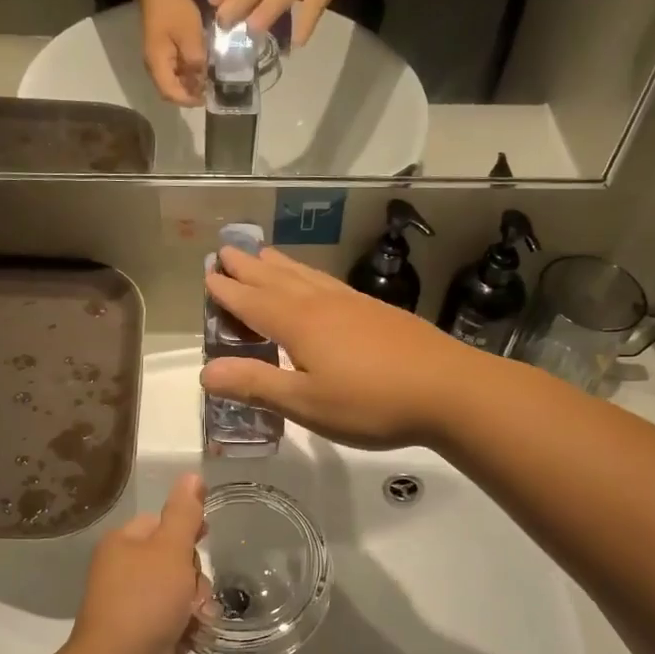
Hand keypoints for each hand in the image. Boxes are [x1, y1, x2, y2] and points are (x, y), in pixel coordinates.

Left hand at [71, 474, 207, 653]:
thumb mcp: (170, 548)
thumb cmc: (146, 598)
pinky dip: (191, 626)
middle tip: (192, 589)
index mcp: (123, 545)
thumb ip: (185, 512)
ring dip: (197, 602)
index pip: (161, 523)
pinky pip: (181, 620)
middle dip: (194, 574)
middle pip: (176, 559)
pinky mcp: (149, 637)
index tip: (206, 536)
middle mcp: (125, 573)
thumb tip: (192, 475)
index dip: (186, 528)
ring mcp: (136, 607)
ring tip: (196, 616)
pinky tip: (196, 634)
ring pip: (183, 591)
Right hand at [139, 0, 207, 105]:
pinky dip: (186, 76)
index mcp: (157, 64)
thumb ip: (195, 60)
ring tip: (208, 83)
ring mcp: (157, 62)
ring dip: (189, 86)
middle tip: (210, 92)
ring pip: (173, 83)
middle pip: (170, 92)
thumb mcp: (190, 34)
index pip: (170, 93)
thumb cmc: (173, 10)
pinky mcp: (162, 55)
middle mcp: (154, 67)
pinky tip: (200, 70)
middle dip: (189, 95)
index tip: (206, 98)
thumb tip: (201, 80)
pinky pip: (174, 73)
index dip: (188, 100)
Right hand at [199, 248, 481, 449]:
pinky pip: (328, 282)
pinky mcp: (376, 310)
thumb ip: (256, 385)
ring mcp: (352, 303)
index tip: (208, 274)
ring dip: (279, 265)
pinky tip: (316, 282)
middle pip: (276, 280)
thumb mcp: (306, 403)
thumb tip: (205, 372)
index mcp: (298, 324)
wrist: (448, 389)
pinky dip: (309, 275)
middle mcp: (321, 304)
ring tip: (264, 255)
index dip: (228, 291)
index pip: (252, 302)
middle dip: (248, 267)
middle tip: (227, 250)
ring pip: (305, 276)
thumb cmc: (370, 402)